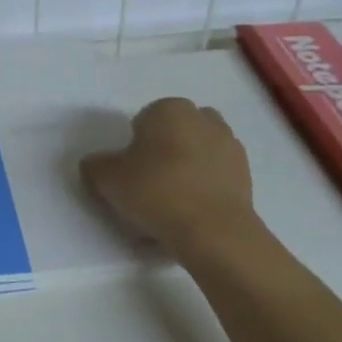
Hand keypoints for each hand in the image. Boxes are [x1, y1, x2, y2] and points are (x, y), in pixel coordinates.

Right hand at [81, 98, 263, 261]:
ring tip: (168, 205)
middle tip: (147, 183)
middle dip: (162, 152)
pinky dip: (202, 191)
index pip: (143, 120)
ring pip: (196, 155)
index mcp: (170, 109)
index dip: (132, 146)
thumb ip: (95, 164)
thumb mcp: (106, 178)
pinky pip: (214, 178)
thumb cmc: (156, 191)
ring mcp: (231, 147)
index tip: (128, 172)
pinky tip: (188, 216)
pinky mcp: (246, 177)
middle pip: (174, 134)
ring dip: (184, 170)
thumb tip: (96, 164)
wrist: (213, 232)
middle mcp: (205, 119)